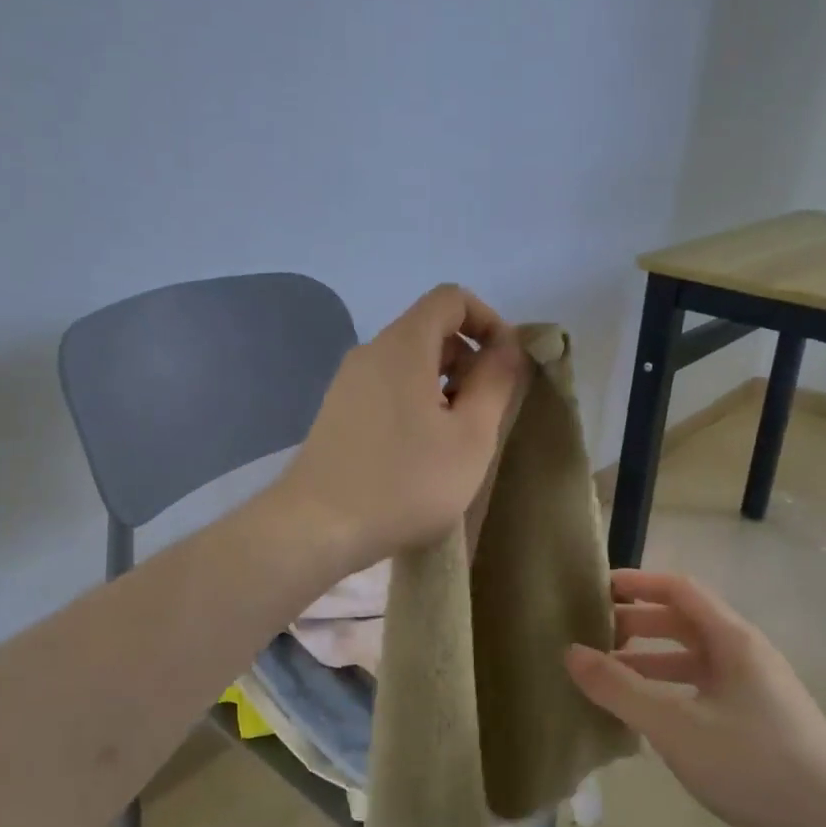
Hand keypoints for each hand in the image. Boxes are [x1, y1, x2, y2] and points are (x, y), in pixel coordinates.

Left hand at [280, 284, 526, 572]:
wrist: (316, 528)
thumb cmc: (405, 482)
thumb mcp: (470, 436)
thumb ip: (496, 383)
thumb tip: (508, 347)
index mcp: (403, 346)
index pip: (451, 298)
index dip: (488, 320)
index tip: (506, 365)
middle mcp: (371, 353)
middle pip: (430, 330)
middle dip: (469, 359)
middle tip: (487, 412)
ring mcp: (348, 383)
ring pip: (409, 364)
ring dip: (444, 386)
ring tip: (457, 439)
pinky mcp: (337, 413)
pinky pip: (387, 389)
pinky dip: (416, 402)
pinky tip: (422, 453)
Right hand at [565, 570, 825, 826]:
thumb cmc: (756, 764)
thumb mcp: (676, 727)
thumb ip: (620, 689)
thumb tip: (570, 653)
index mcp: (732, 639)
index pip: (679, 590)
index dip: (638, 583)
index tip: (597, 589)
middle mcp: (746, 654)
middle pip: (685, 622)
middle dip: (638, 624)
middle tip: (594, 636)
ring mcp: (756, 689)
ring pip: (694, 659)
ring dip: (652, 661)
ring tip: (610, 677)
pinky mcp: (761, 720)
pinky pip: (705, 689)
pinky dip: (671, 690)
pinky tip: (650, 718)